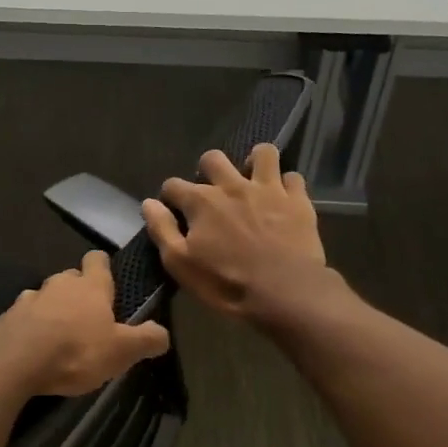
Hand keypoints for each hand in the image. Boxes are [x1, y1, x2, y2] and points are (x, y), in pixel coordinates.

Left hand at [0, 250, 171, 396]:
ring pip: (46, 296)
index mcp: (91, 285)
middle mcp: (59, 283)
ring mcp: (30, 298)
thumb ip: (146, 340)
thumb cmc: (76, 350)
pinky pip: (24, 316)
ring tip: (59, 333)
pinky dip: (31, 326)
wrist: (14, 360)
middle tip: (88, 316)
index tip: (108, 281)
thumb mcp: (121, 351)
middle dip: (78, 292)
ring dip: (53, 309)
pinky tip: (34, 346)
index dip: (103, 267)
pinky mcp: (8, 316)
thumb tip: (163, 333)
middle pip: (71, 278)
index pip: (97, 259)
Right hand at [142, 144, 329, 322]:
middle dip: (207, 170)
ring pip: (262, 154)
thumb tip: (149, 203)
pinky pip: (293, 177)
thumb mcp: (181, 264)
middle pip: (213, 158)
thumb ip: (162, 230)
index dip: (170, 196)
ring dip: (254, 162)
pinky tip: (283, 199)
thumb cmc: (226, 283)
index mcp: (201, 201)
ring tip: (252, 180)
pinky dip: (286, 185)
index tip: (173, 210)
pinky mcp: (298, 200)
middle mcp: (232, 186)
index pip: (173, 185)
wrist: (285, 292)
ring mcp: (268, 189)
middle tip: (212, 192)